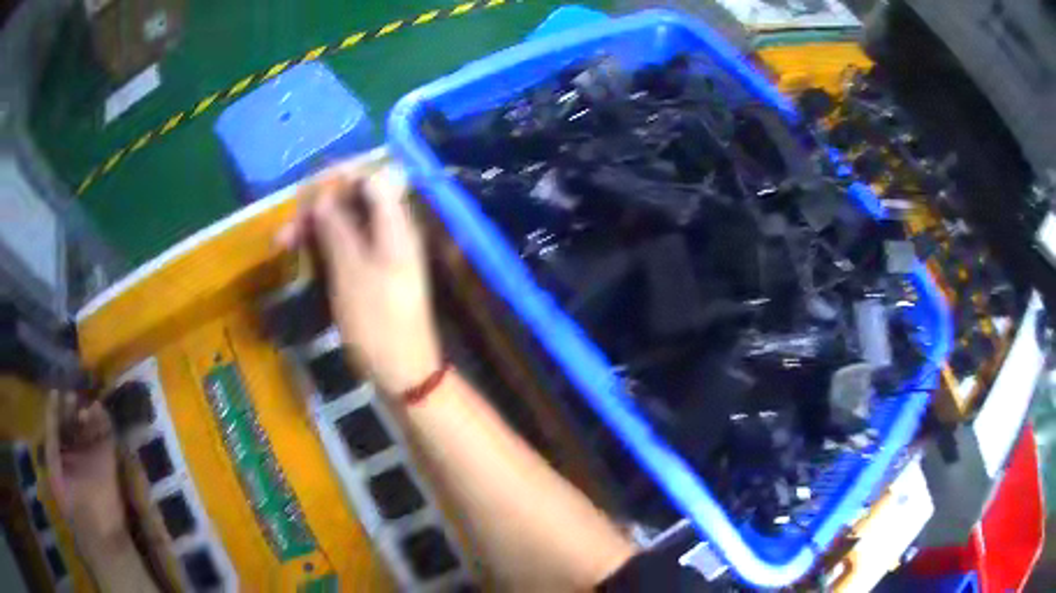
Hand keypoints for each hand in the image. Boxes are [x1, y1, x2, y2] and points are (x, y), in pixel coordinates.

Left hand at [44, 391, 129, 550]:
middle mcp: (75, 452)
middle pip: (72, 423)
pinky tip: (99, 408)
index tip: (56, 392)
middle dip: (71, 409)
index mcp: (61, 455)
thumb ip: (51, 437)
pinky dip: (104, 420)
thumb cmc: (70, 500)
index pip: (57, 425)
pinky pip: (106, 435)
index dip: (56, 409)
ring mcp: (92, 456)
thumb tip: (52, 406)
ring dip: (87, 413)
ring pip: (89, 426)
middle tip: (71, 396)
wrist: (97, 529)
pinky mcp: (108, 460)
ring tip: (85, 405)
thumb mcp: (53, 467)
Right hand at [277, 164, 442, 397]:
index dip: (341, 176)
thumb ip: (337, 227)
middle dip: (319, 205)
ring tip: (283, 243)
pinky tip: (301, 253)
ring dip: (316, 226)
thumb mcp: (351, 271)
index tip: (308, 191)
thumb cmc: (377, 321)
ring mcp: (384, 252)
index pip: (374, 176)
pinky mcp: (374, 272)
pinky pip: (348, 245)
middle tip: (287, 228)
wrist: (403, 371)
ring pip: (347, 222)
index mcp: (396, 224)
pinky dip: (325, 245)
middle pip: (356, 198)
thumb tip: (322, 195)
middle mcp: (393, 231)